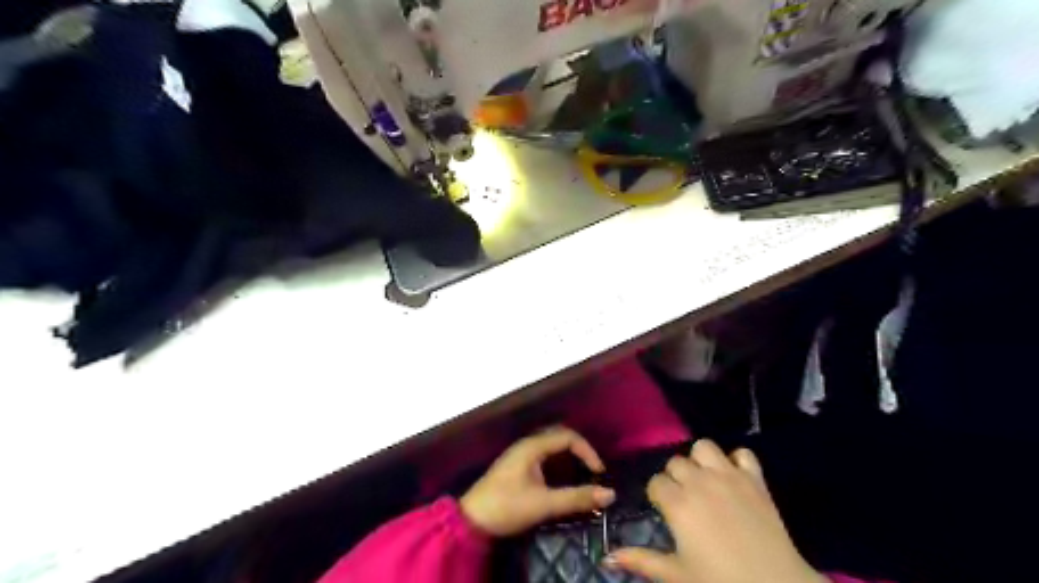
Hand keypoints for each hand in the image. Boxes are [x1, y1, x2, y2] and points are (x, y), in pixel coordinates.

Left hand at [461, 428, 614, 536]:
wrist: (471, 521)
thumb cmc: (506, 507)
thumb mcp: (544, 504)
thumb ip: (576, 498)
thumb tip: (609, 493)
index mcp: (532, 446)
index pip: (567, 437)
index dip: (587, 451)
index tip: (599, 472)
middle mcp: (526, 445)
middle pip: (559, 437)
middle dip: (579, 450)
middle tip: (592, 469)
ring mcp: (519, 455)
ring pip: (550, 447)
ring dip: (568, 456)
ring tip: (582, 474)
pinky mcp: (516, 467)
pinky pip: (543, 456)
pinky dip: (558, 463)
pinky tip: (561, 479)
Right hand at [610, 439, 819, 582]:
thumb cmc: (720, 582)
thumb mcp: (677, 575)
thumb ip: (641, 561)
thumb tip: (606, 557)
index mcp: (678, 503)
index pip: (655, 482)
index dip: (657, 495)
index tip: (665, 510)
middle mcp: (699, 481)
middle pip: (676, 462)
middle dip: (675, 477)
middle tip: (684, 500)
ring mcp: (729, 476)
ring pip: (704, 447)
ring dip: (701, 461)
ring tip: (705, 481)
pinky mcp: (755, 479)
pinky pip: (743, 454)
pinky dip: (737, 461)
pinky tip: (735, 478)